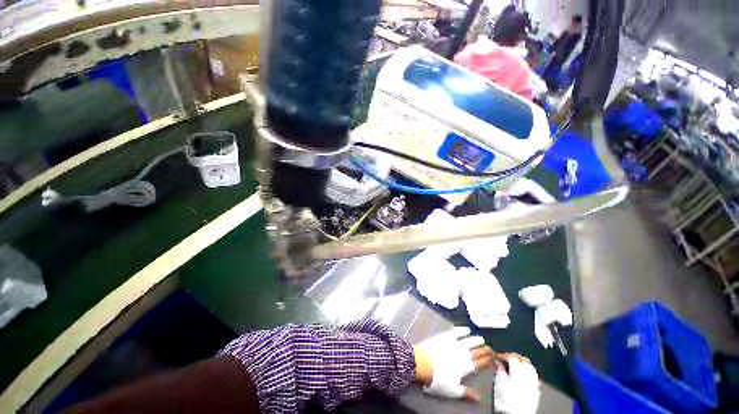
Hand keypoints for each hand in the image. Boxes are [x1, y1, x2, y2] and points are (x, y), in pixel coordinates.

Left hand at [413, 327, 493, 401]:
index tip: (493, 357)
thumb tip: (480, 398)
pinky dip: (463, 330)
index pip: (480, 363)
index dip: (487, 360)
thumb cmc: (437, 379)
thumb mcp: (453, 390)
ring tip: (481, 339)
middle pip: (477, 350)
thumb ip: (467, 393)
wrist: (422, 363)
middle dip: (484, 349)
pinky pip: (456, 331)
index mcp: (466, 367)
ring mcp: (454, 343)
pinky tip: (466, 329)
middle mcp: (463, 353)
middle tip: (489, 348)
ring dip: (476, 339)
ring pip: (469, 340)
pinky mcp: (445, 336)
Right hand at [494, 355, 539, 413]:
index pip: (511, 357)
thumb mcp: (498, 382)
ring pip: (530, 367)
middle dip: (514, 357)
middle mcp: (528, 373)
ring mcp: (534, 382)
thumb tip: (497, 361)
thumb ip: (499, 369)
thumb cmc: (505, 398)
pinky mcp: (536, 390)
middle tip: (505, 359)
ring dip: (522, 364)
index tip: (496, 357)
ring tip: (514, 366)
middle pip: (523, 360)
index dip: (503, 355)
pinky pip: (533, 376)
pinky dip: (528, 373)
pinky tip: (523, 376)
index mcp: (518, 369)